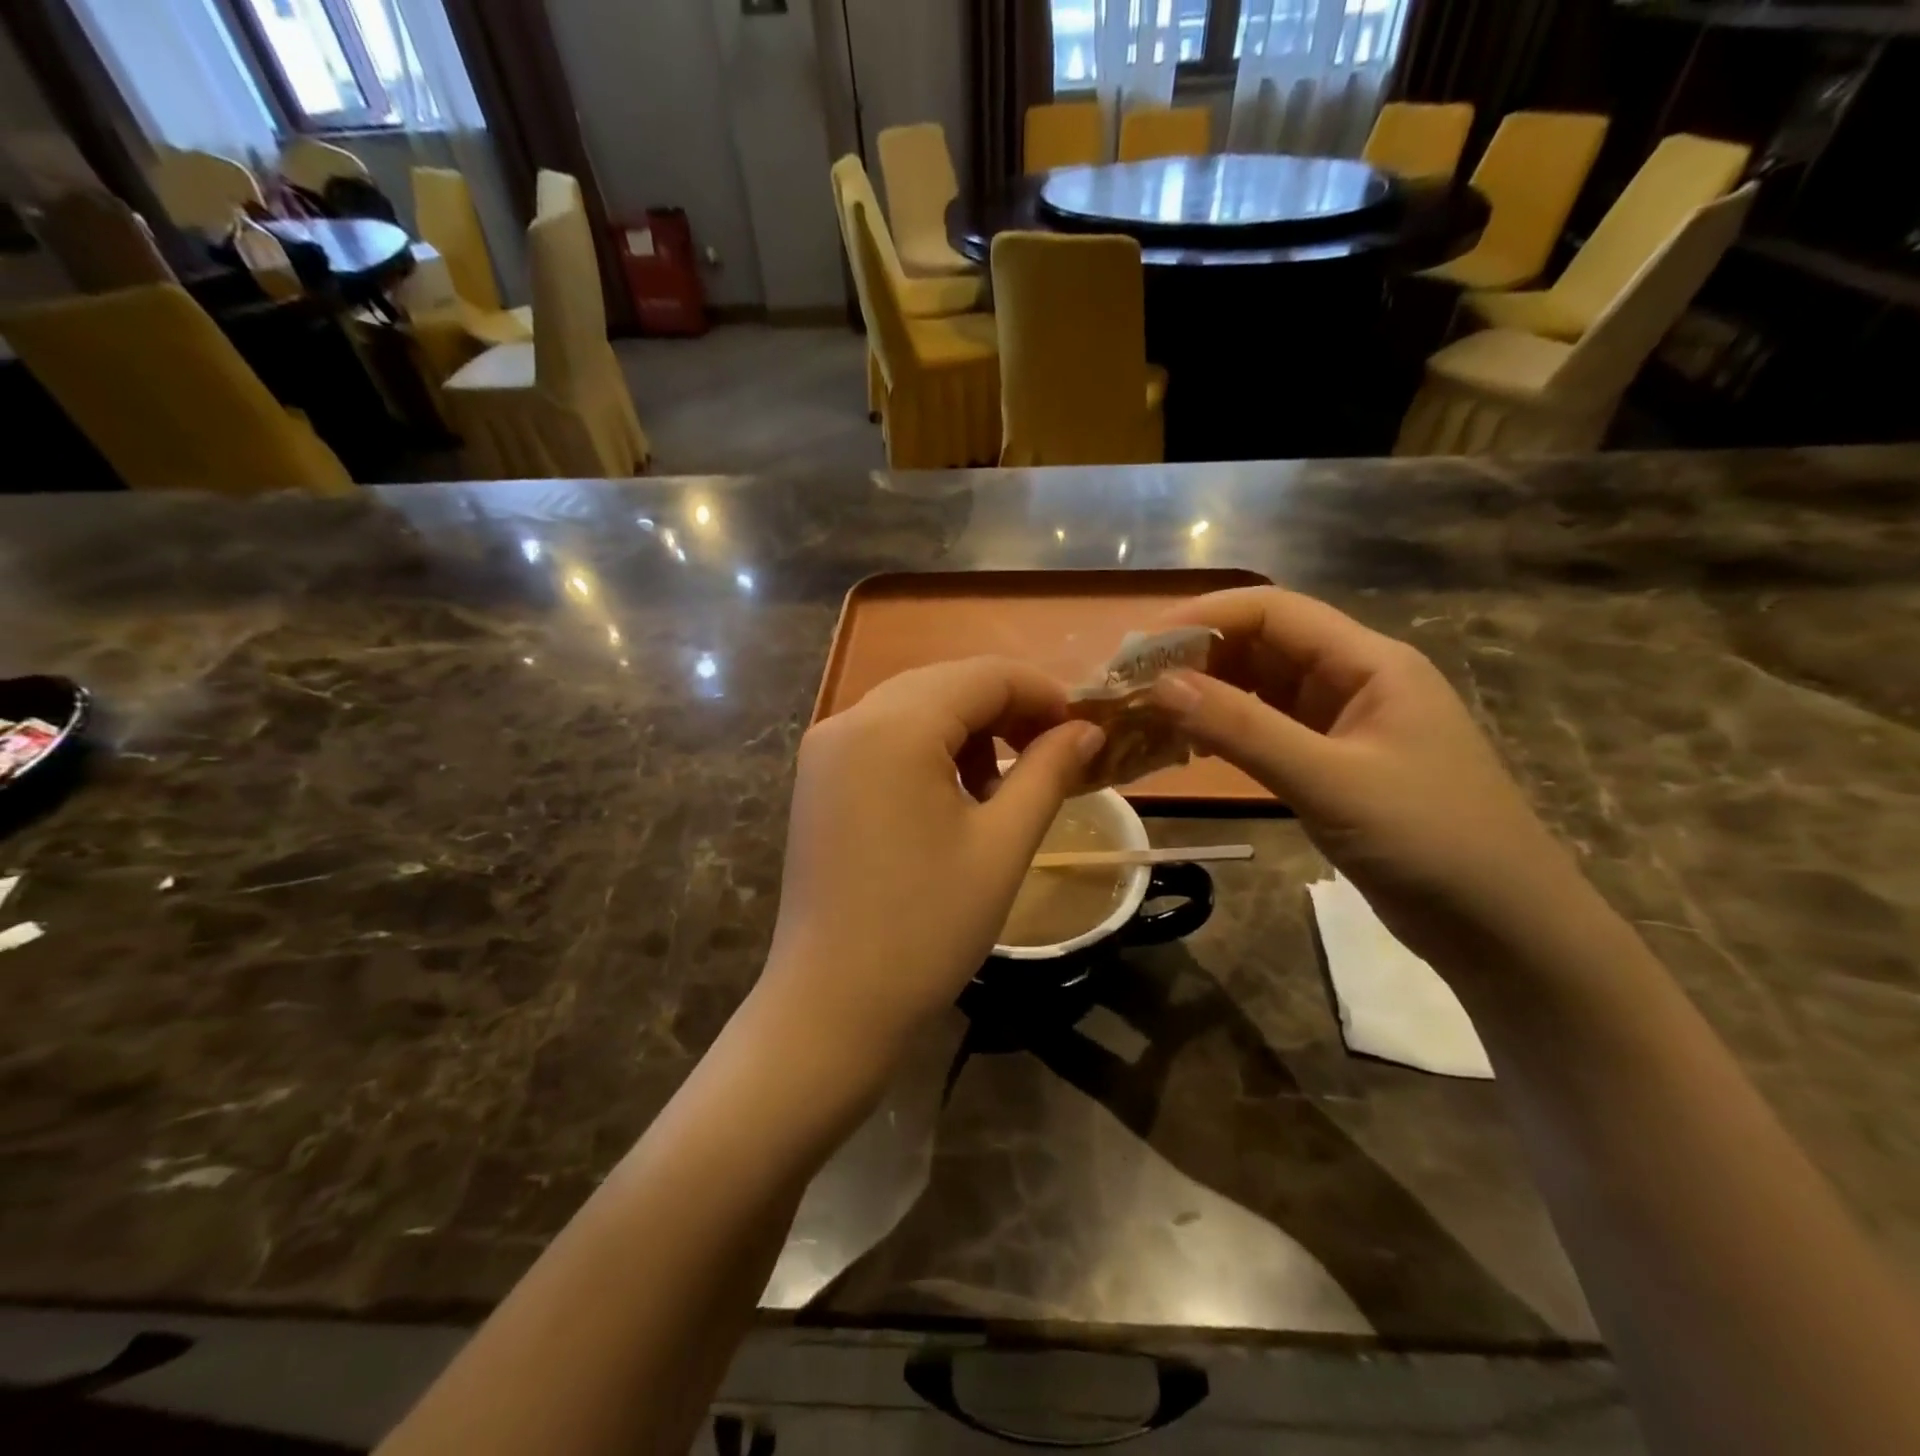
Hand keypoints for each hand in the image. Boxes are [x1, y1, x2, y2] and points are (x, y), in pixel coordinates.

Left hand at [762, 657, 1102, 1078]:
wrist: (832, 1004)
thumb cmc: (927, 927)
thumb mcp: (1003, 845)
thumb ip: (1048, 771)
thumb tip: (1087, 729)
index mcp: (894, 726)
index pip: (984, 675)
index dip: (1043, 694)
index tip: (1083, 730)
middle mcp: (850, 718)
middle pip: (947, 683)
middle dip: (1007, 710)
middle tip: (1053, 755)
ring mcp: (826, 747)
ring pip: (915, 707)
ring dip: (968, 730)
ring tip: (1003, 786)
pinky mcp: (818, 778)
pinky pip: (885, 737)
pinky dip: (929, 749)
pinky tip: (954, 795)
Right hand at [1149, 588, 1577, 956]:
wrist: (1505, 930)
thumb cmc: (1431, 842)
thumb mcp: (1330, 782)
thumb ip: (1243, 729)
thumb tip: (1159, 684)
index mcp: (1369, 663)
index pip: (1273, 611)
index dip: (1202, 618)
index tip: (1138, 647)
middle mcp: (1355, 680)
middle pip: (1262, 645)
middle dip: (1195, 657)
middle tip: (1130, 685)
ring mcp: (1344, 724)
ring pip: (1261, 689)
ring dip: (1205, 694)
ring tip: (1144, 712)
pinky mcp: (1333, 765)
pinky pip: (1268, 730)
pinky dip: (1225, 731)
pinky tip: (1186, 744)